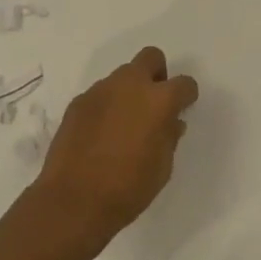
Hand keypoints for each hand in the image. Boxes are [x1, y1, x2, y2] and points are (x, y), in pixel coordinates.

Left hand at [36, 47, 199, 242]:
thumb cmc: (128, 188)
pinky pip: (100, 95)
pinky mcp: (78, 102)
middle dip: (157, 74)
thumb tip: (170, 123)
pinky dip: (106, 106)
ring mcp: (100, 91)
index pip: (184, 83)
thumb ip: (169, 137)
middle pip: (151, 58)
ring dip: (129, 91)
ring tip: (124, 123)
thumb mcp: (163, 167)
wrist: (73, 201)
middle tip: (154, 102)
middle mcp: (130, 85)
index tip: (183, 108)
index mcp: (159, 100)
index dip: (187, 95)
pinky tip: (101, 134)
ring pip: (122, 76)